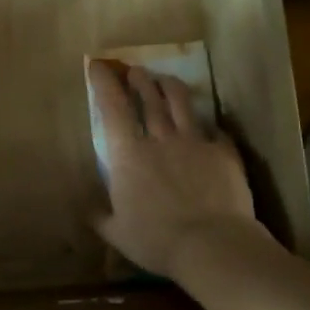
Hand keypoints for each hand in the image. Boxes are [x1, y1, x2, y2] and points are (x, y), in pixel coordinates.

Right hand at [89, 60, 259, 277]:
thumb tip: (85, 210)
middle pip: (149, 99)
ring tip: (166, 80)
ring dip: (171, 87)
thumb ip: (100, 217)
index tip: (99, 65)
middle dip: (140, 80)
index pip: (112, 108)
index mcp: (128, 155)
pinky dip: (210, 126)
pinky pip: (216, 131)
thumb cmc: (156, 240)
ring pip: (182, 103)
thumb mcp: (117, 233)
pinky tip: (210, 127)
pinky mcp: (224, 153)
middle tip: (136, 70)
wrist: (212, 244)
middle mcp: (160, 139)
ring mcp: (195, 142)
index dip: (104, 83)